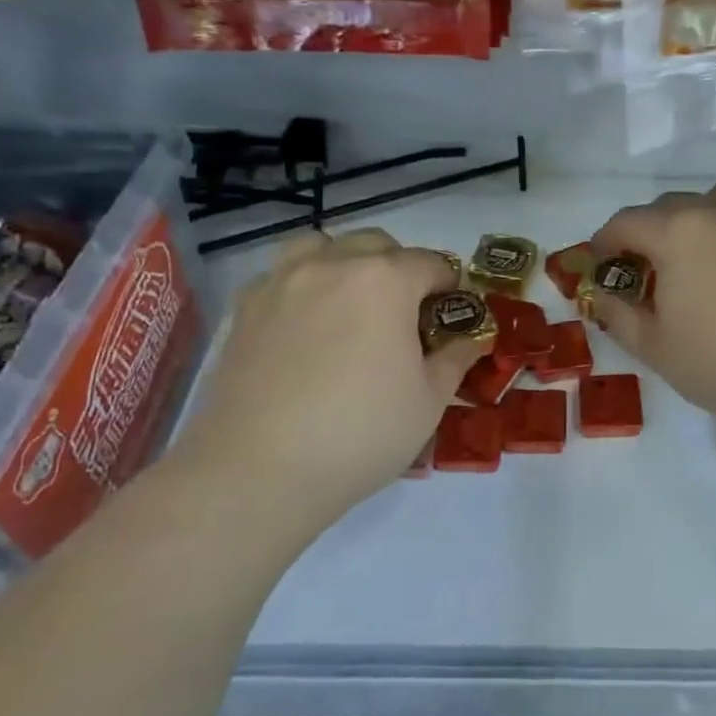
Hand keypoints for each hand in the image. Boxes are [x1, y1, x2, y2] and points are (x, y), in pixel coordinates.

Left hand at [169, 229, 483, 532]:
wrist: (260, 470)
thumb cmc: (361, 433)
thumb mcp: (429, 401)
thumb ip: (454, 358)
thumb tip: (469, 339)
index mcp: (385, 280)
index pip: (431, 263)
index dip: (449, 286)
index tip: (452, 313)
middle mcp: (333, 265)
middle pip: (377, 244)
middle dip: (400, 268)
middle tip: (405, 314)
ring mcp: (282, 282)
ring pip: (322, 246)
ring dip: (346, 262)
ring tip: (351, 303)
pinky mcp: (245, 308)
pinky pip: (281, 275)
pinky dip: (302, 285)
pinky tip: (305, 325)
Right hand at [591, 182, 715, 432]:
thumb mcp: (653, 347)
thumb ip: (618, 315)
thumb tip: (603, 296)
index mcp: (675, 232)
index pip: (625, 223)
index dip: (604, 242)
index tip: (600, 265)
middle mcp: (715, 211)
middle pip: (667, 207)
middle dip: (646, 231)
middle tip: (643, 269)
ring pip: (713, 200)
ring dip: (693, 219)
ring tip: (693, 254)